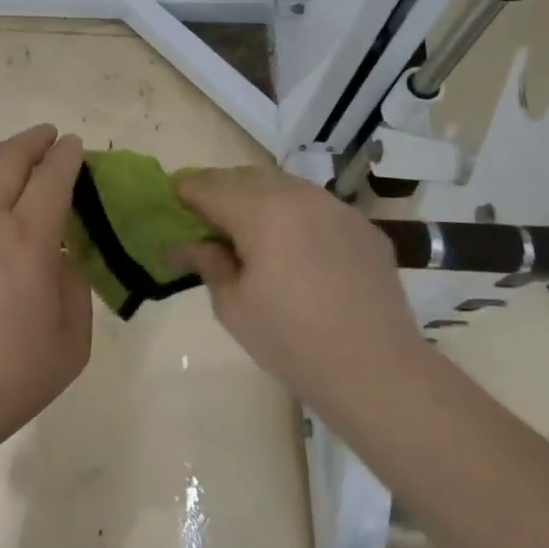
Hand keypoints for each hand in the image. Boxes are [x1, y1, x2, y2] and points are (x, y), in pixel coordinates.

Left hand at [0, 125, 91, 466]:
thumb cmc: (8, 380)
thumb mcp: (70, 342)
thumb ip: (73, 288)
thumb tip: (61, 258)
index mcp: (27, 242)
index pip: (52, 178)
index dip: (67, 156)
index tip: (77, 146)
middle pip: (9, 160)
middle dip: (34, 141)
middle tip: (51, 137)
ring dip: (1, 151)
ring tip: (17, 150)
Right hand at [173, 167, 422, 412]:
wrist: (378, 370)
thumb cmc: (292, 341)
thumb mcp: (233, 307)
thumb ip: (207, 263)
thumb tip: (186, 244)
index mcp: (261, 212)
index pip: (208, 186)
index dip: (184, 191)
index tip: (171, 202)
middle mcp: (298, 196)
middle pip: (245, 177)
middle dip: (218, 190)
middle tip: (203, 218)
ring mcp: (336, 208)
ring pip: (283, 186)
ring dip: (257, 198)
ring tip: (246, 229)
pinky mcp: (362, 226)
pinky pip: (315, 206)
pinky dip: (293, 214)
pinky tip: (292, 246)